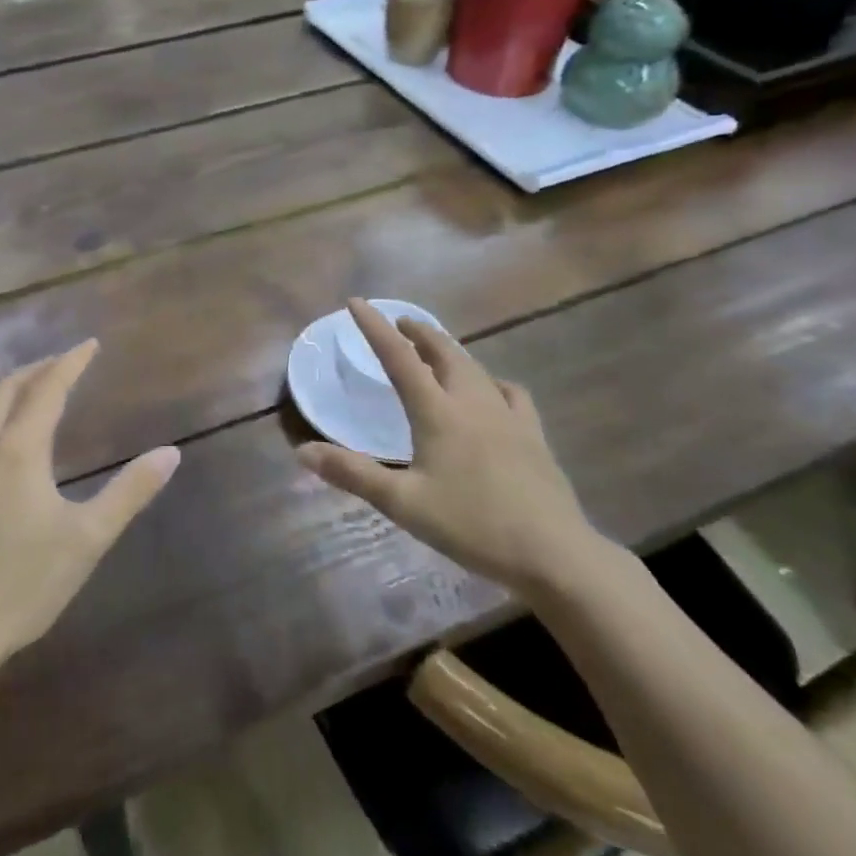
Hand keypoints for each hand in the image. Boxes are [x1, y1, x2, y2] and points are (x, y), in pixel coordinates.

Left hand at [0, 340, 179, 667]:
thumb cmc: (24, 585)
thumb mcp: (88, 539)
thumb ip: (130, 492)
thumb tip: (171, 453)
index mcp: (18, 451)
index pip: (48, 389)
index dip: (70, 362)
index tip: (89, 344)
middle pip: (6, 390)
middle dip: (35, 370)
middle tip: (59, 363)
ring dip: (2, 392)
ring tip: (22, 391)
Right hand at [296, 299, 601, 591]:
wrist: (553, 552)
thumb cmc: (471, 525)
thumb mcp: (403, 503)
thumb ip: (353, 474)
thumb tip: (303, 451)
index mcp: (437, 412)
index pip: (399, 357)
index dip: (375, 328)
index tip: (357, 302)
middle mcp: (472, 402)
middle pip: (443, 352)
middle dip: (419, 332)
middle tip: (400, 323)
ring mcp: (508, 416)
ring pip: (475, 368)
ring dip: (450, 351)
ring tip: (437, 350)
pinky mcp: (533, 434)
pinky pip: (510, 392)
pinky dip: (491, 381)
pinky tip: (492, 391)